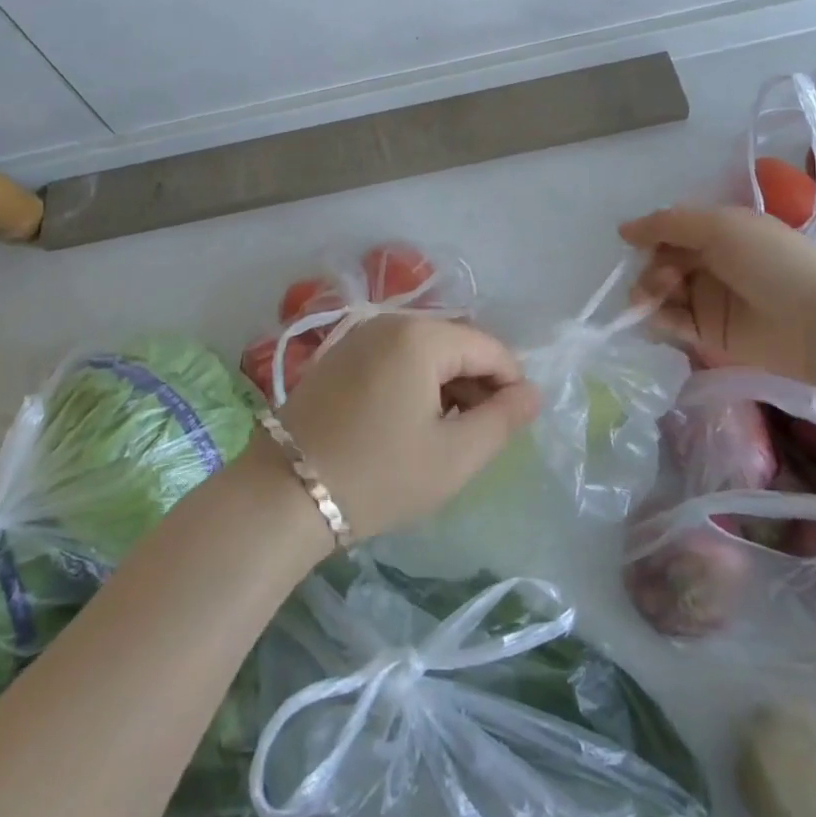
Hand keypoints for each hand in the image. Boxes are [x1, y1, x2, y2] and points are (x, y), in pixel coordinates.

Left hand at [277, 316, 537, 541]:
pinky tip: (409, 423)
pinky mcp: (338, 355)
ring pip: (425, 351)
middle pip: (456, 344)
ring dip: (446, 386)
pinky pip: (394, 357)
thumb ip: (502, 420)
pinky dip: (414, 383)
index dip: (511, 385)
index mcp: (421, 336)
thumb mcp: (453, 456)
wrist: (283, 494)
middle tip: (478, 437)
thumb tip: (532, 392)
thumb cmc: (378, 475)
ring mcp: (359, 335)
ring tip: (446, 435)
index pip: (489, 348)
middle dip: (477, 385)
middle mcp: (390, 321)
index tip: (513, 428)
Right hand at [619, 204, 815, 382]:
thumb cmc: (772, 262)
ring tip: (657, 299)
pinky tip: (665, 320)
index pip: (670, 231)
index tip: (634, 244)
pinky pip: (672, 324)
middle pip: (661, 262)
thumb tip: (623, 230)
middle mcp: (711, 264)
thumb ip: (668, 224)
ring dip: (650, 293)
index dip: (650, 236)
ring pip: (661, 293)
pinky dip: (661, 320)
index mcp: (718, 233)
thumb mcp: (719, 226)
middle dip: (650, 268)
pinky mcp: (708, 335)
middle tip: (661, 280)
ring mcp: (709, 300)